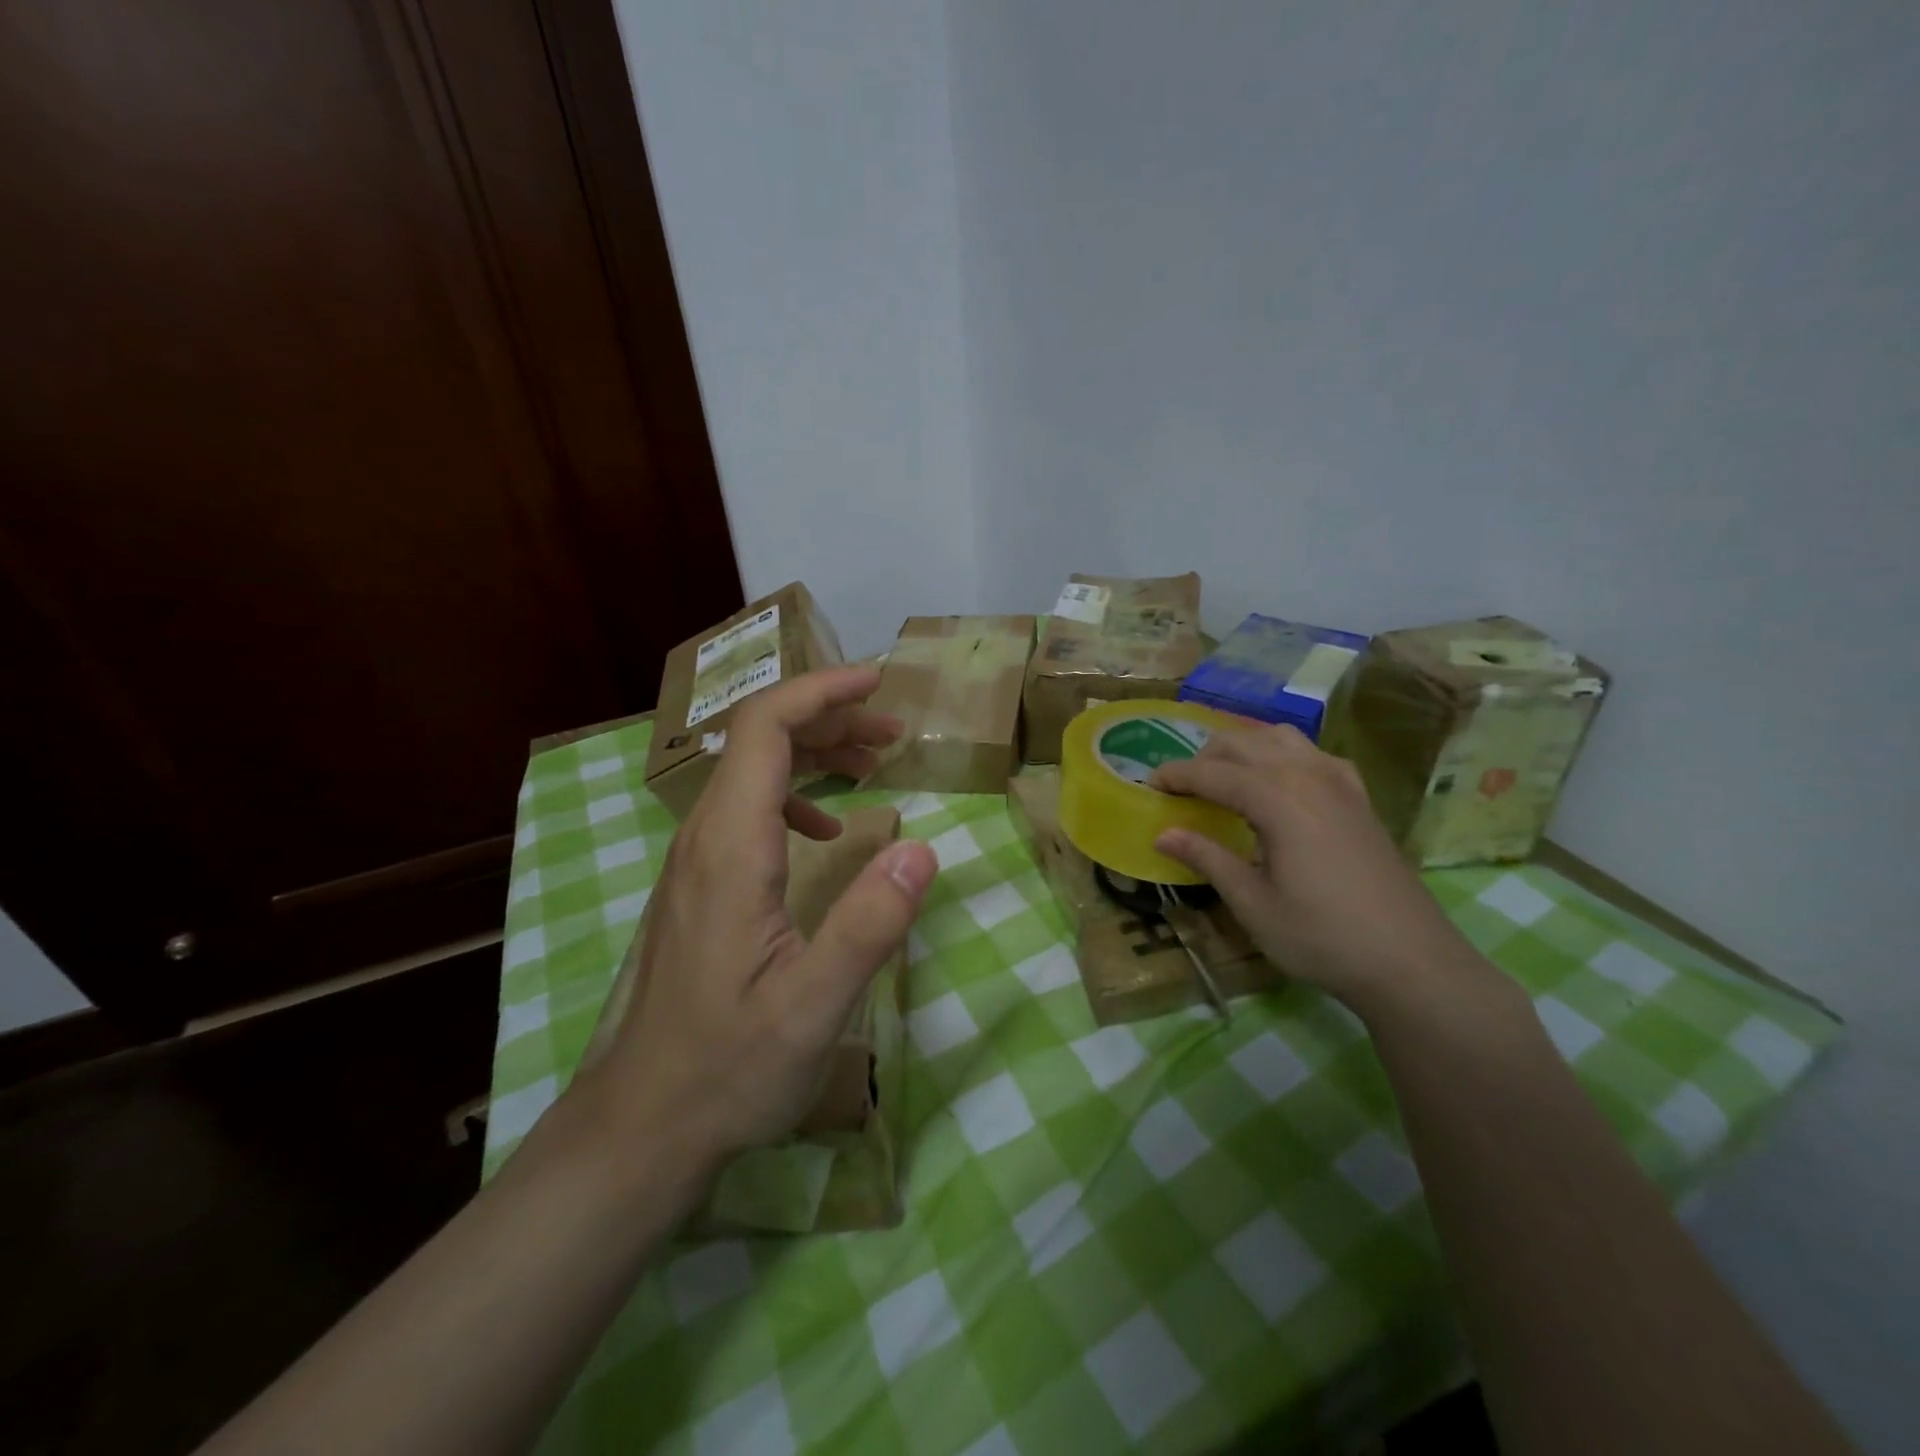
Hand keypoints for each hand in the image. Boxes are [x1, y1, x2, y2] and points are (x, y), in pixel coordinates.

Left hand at [577, 666, 937, 1180]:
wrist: (645, 1121)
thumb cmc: (729, 1065)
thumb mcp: (813, 1006)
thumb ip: (868, 924)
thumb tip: (922, 847)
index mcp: (730, 848)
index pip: (766, 730)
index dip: (821, 692)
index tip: (878, 683)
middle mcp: (704, 838)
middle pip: (759, 739)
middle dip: (828, 717)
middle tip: (893, 732)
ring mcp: (696, 860)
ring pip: (753, 772)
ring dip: (814, 752)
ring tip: (874, 763)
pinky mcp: (700, 883)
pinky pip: (747, 809)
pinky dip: (795, 793)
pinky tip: (826, 829)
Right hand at [1151, 721, 1508, 1024]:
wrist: (1411, 962)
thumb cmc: (1321, 937)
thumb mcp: (1252, 903)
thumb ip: (1207, 858)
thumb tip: (1162, 834)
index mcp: (1279, 801)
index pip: (1214, 773)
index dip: (1177, 776)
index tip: (1149, 785)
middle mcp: (1309, 777)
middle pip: (1244, 744)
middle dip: (1205, 757)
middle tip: (1180, 786)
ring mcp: (1341, 783)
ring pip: (1281, 738)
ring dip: (1244, 748)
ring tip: (1224, 777)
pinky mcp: (1360, 798)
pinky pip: (1314, 754)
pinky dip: (1283, 754)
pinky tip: (1279, 782)